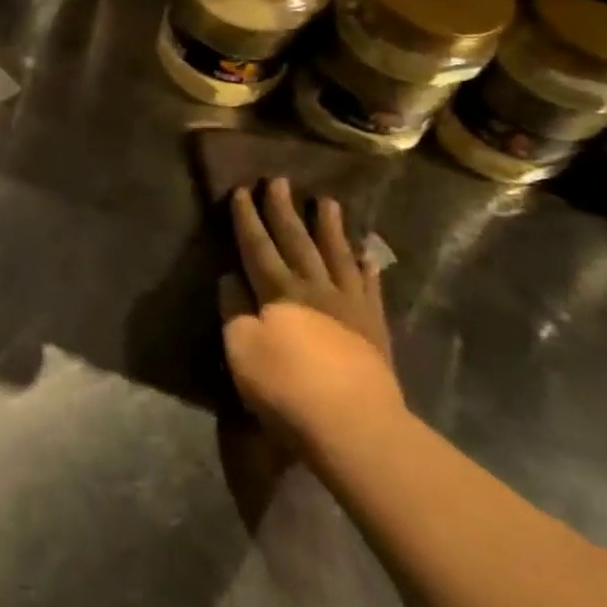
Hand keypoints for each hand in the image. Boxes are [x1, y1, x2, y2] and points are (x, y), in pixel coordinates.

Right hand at [221, 178, 404, 448]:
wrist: (353, 425)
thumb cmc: (286, 387)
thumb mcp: (242, 349)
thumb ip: (234, 310)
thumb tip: (231, 279)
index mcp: (277, 291)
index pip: (257, 246)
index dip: (247, 218)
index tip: (241, 190)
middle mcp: (314, 288)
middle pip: (296, 242)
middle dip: (284, 210)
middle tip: (279, 180)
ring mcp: (349, 307)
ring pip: (337, 256)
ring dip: (330, 228)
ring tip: (328, 202)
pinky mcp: (374, 330)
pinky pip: (371, 290)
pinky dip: (368, 269)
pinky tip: (368, 254)